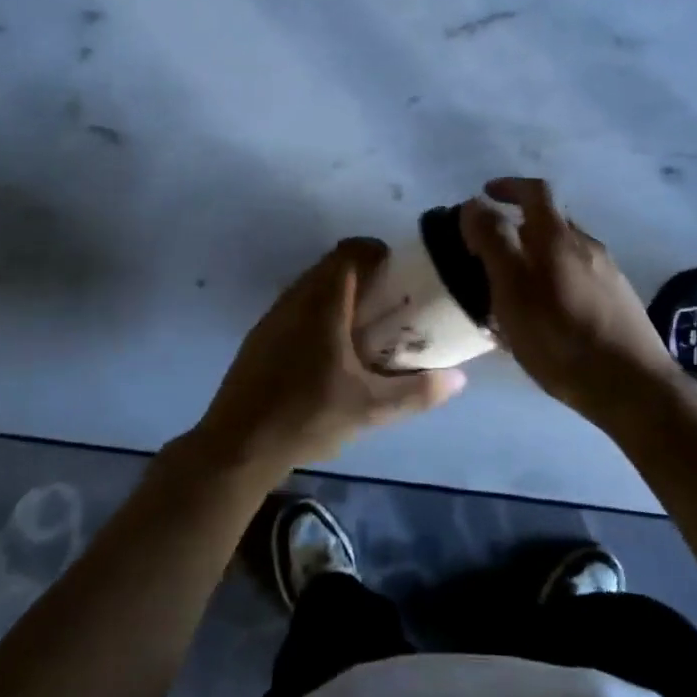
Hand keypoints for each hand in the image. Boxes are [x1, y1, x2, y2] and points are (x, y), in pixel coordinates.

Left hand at [190, 238, 466, 478]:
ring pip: (311, 283)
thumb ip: (416, 392)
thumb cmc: (307, 418)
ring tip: (364, 322)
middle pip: (331, 265)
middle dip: (362, 273)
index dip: (375, 251)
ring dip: (339, 291)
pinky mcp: (261, 333)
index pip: (349, 252)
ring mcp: (274, 315)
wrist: (238, 444)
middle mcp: (296, 298)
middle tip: (389, 298)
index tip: (398, 270)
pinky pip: (296, 303)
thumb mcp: (370, 409)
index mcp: (324, 304)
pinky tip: (330, 346)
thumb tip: (458, 379)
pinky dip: (318, 308)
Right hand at [461, 178, 675, 420]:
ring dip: (536, 259)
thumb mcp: (512, 290)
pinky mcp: (618, 301)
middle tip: (491, 254)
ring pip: (564, 253)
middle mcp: (587, 245)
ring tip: (513, 292)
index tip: (485, 194)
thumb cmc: (561, 337)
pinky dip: (555, 282)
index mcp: (559, 237)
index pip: (535, 191)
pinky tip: (546, 316)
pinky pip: (578, 278)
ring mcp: (608, 273)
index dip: (508, 186)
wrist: (633, 387)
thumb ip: (492, 242)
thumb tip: (476, 204)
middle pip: (550, 222)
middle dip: (518, 228)